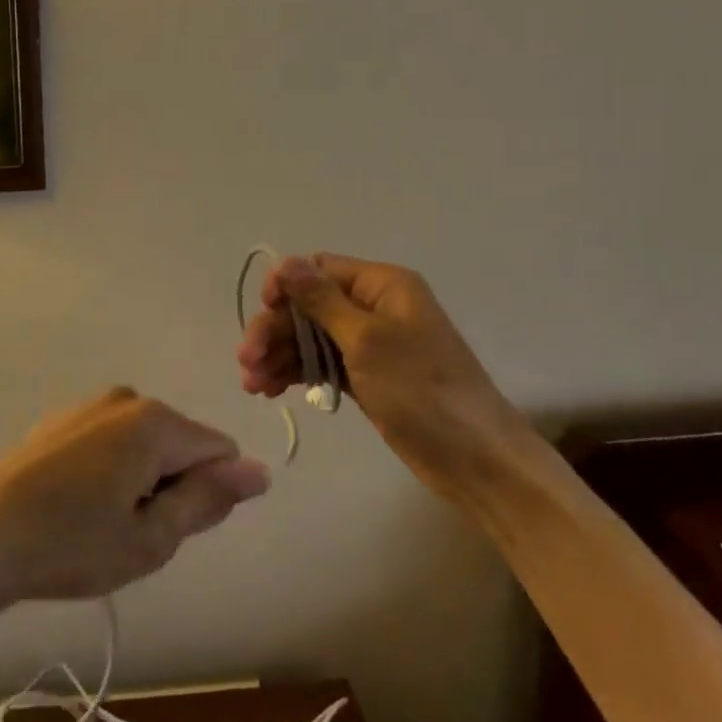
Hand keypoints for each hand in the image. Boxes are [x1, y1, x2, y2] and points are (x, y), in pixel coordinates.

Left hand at [0, 388, 270, 611]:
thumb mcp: (150, 538)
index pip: (219, 451)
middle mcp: (128, 398)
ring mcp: (91, 404)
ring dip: (140, 482)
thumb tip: (259, 471)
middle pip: (180, 445)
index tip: (166, 528)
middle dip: (170, 487)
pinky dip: (110, 471)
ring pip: (146, 444)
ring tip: (98, 523)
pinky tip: (74, 505)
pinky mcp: (63, 418)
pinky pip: (112, 441)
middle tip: (128, 533)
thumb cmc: (71, 545)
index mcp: (155, 421)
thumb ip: (208, 499)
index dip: (206, 496)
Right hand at [238, 254, 520, 493]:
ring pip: (312, 338)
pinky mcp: (368, 378)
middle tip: (246, 361)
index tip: (263, 311)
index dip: (286, 286)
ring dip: (280, 355)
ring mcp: (372, 345)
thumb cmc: (422, 390)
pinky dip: (297, 373)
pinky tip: (270, 390)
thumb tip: (285, 262)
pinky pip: (323, 364)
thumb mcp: (367, 340)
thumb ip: (321, 300)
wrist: (475, 459)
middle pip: (310, 306)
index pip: (320, 269)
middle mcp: (375, 307)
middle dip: (276, 330)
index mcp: (383, 285)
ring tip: (252, 386)